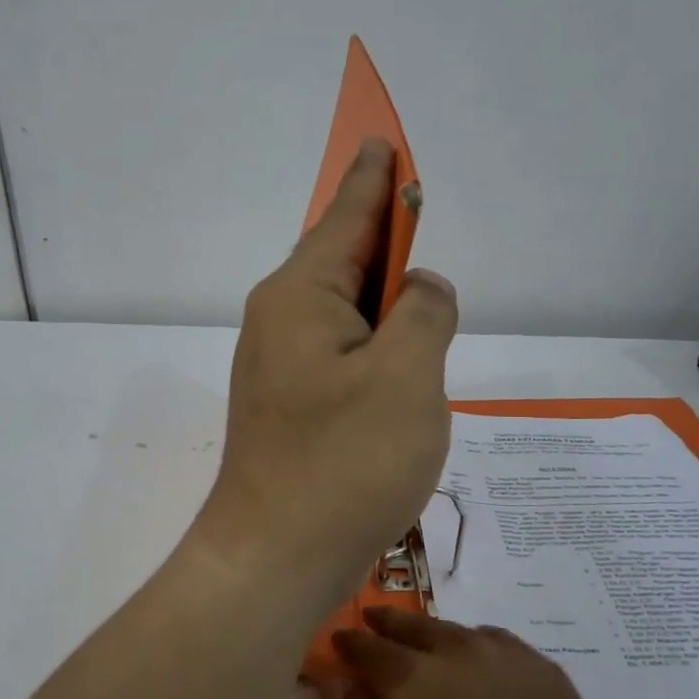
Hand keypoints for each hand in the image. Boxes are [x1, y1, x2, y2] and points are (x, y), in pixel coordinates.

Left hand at [199, 139, 458, 602]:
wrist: (274, 557)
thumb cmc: (345, 464)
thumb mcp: (407, 378)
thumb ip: (424, 314)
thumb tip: (420, 287)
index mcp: (302, 296)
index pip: (347, 216)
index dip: (375, 178)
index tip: (383, 141)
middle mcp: (281, 320)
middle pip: (342, 258)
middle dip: (383, 236)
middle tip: (417, 215)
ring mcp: (280, 365)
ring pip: (343, 309)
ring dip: (382, 296)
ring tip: (419, 289)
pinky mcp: (290, 404)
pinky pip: (340, 349)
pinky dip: (373, 340)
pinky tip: (396, 355)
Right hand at [329, 606, 644, 698]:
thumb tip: (336, 682)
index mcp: (416, 679)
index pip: (371, 648)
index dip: (351, 642)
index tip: (338, 638)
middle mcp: (458, 651)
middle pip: (414, 626)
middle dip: (388, 621)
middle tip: (374, 618)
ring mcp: (505, 654)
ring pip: (457, 630)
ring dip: (433, 633)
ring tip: (425, 642)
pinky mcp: (542, 666)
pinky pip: (498, 641)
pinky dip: (477, 643)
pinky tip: (480, 662)